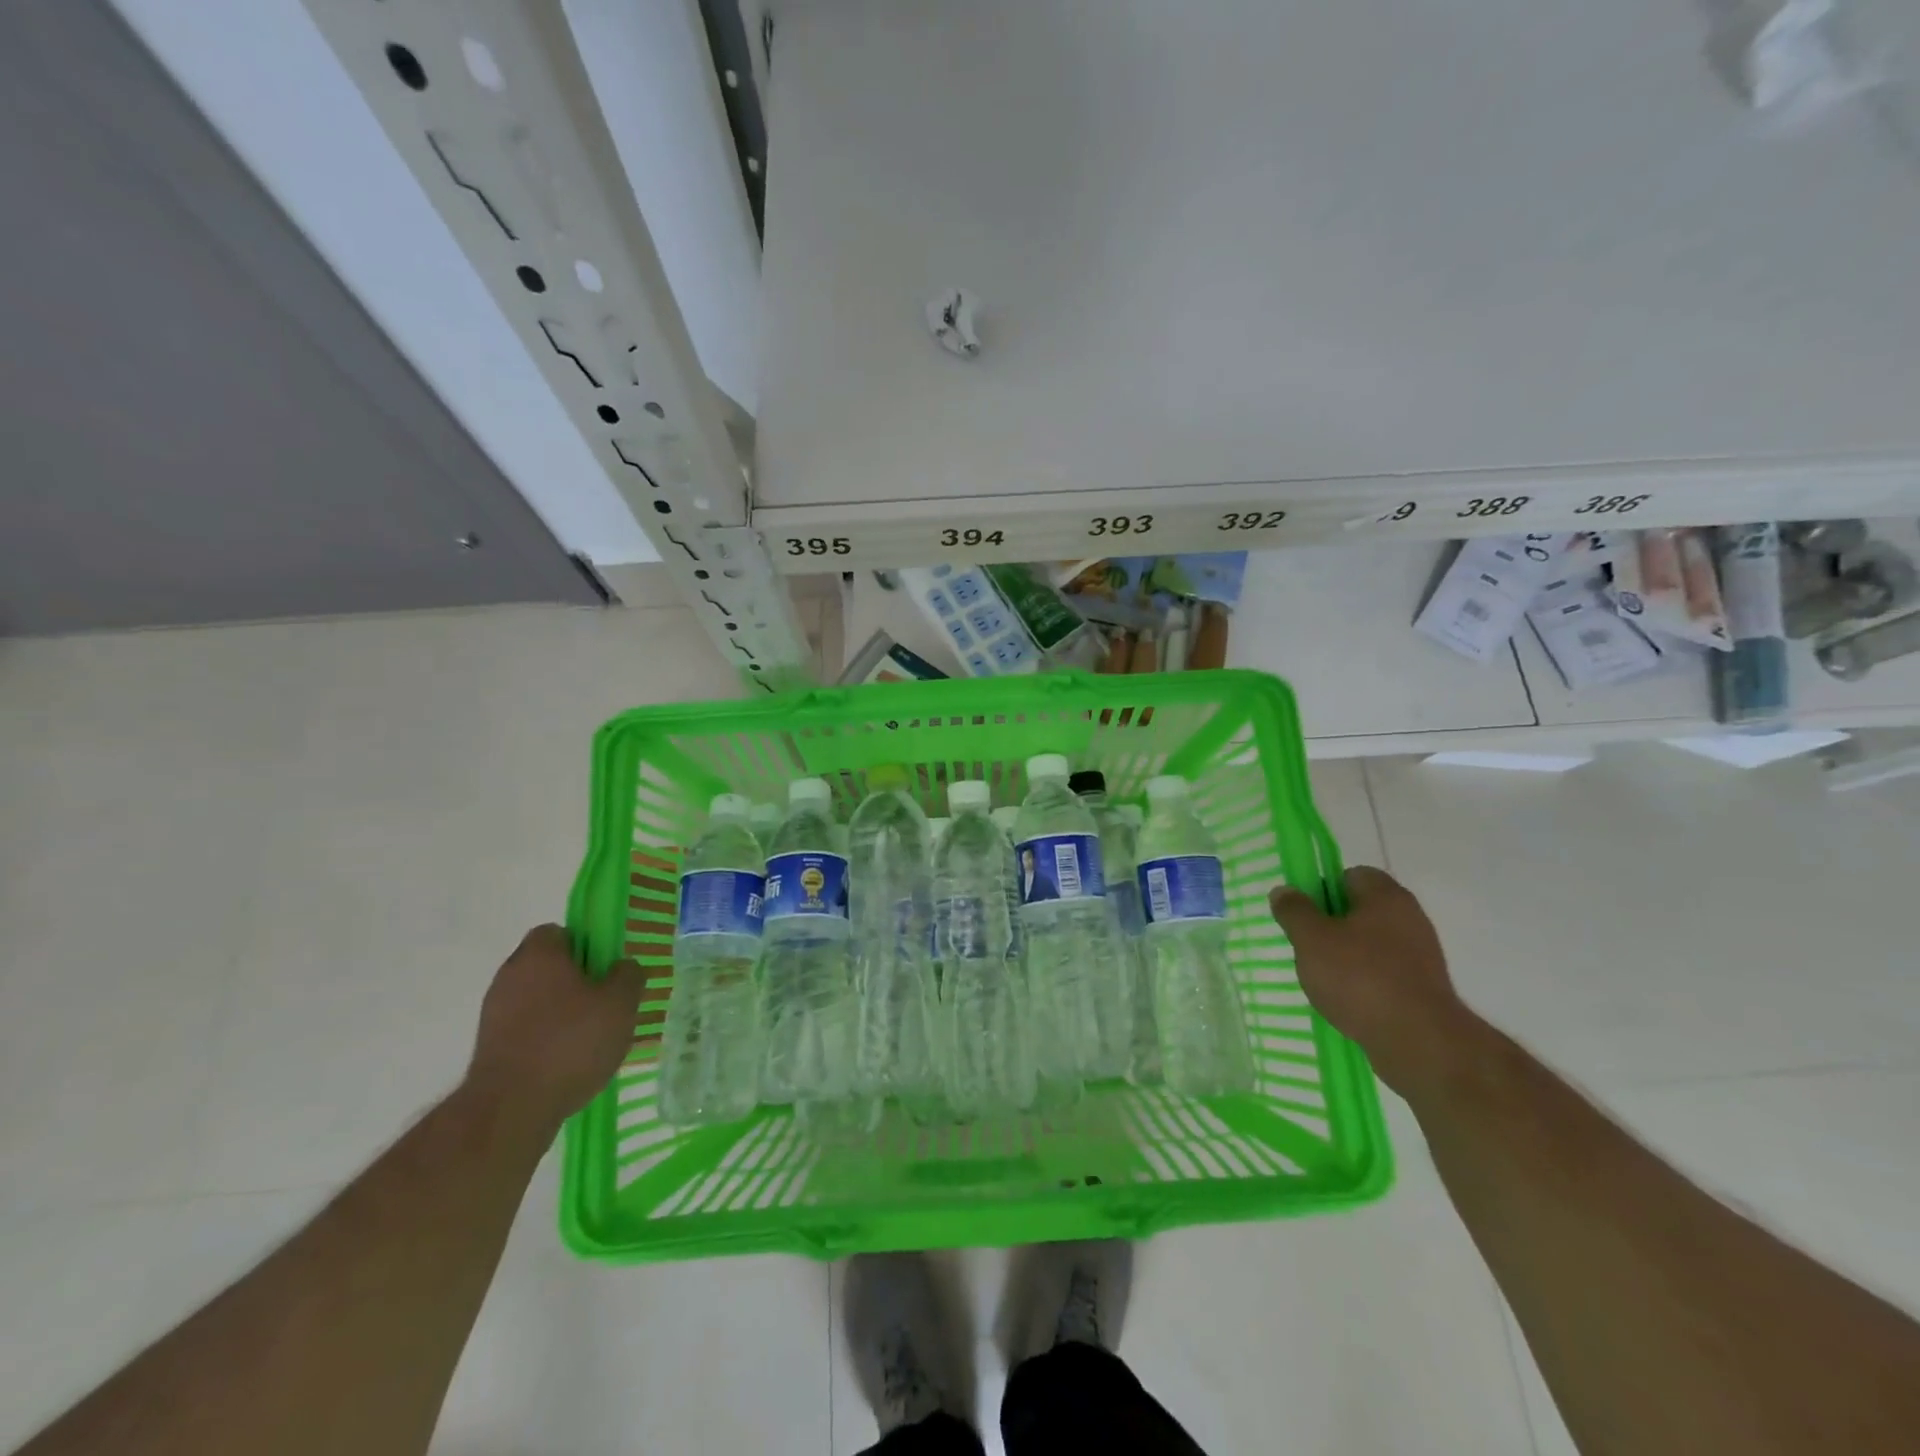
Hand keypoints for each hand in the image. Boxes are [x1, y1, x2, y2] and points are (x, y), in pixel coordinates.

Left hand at [466, 925, 647, 1129]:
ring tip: (591, 1038)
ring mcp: (493, 1014)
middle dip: (576, 980)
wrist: (510, 1109)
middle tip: (605, 1002)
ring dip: (560, 1011)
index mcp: (539, 955)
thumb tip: (623, 967)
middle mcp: (509, 976)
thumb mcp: (621, 1003)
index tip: (606, 967)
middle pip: (547, 966)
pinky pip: (526, 1030)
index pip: (558, 931)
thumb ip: (628, 976)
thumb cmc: (570, 1042)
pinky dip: (545, 1038)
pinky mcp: (489, 1048)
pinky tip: (568, 1062)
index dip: (585, 944)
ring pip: (536, 999)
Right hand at [1269, 866, 1477, 1096]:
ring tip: (1324, 978)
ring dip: (1347, 955)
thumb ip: (1294, 911)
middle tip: (1308, 945)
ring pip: (1372, 943)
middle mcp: (1410, 918)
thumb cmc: (1360, 978)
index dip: (1323, 888)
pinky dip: (1365, 981)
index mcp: (1386, 896)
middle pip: (1361, 909)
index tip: (1304, 914)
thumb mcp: (1311, 939)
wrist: (1419, 1042)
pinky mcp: (1424, 988)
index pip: (1351, 874)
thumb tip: (1284, 891)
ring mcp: (1421, 955)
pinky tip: (1347, 1001)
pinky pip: (1385, 972)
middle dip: (1331, 924)